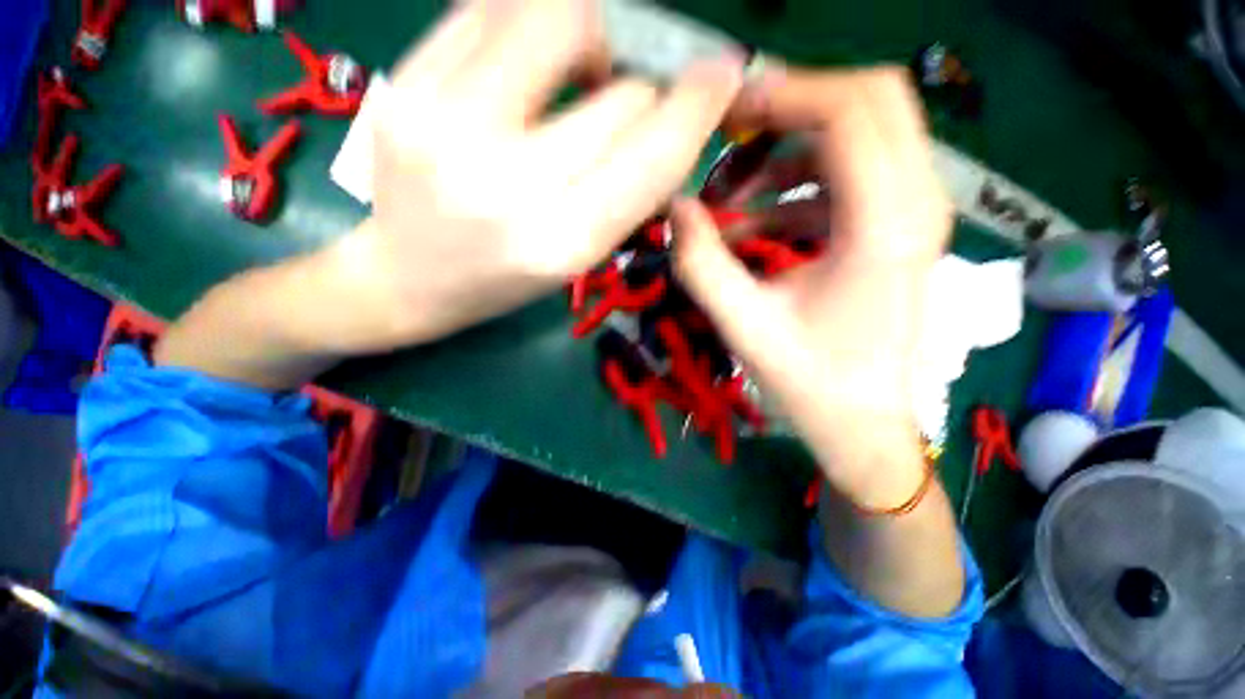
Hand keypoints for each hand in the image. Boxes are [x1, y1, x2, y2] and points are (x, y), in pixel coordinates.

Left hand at [338, 0, 744, 350]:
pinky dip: (528, 20)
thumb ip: (632, 191)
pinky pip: (492, 5)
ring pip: (561, 16)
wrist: (408, 277)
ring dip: (591, 35)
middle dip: (643, 93)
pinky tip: (523, 62)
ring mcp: (447, 125)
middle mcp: (509, 185)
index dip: (699, 104)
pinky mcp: (405, 85)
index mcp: (563, 242)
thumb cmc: (505, 279)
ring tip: (576, 72)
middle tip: (626, 104)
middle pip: (621, 93)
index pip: (654, 154)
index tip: (722, 73)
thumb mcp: (580, 255)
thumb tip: (674, 115)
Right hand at [672, 67, 951, 506]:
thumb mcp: (743, 324)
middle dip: (794, 105)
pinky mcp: (893, 226)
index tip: (727, 114)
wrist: (860, 421)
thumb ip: (701, 263)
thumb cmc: (808, 381)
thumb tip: (674, 206)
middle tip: (733, 135)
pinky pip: (844, 177)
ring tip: (730, 198)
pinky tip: (753, 227)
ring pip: (858, 134)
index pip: (851, 109)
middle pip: (871, 99)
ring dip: (787, 152)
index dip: (785, 93)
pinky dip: (794, 188)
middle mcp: (915, 202)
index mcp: (885, 224)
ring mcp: (911, 212)